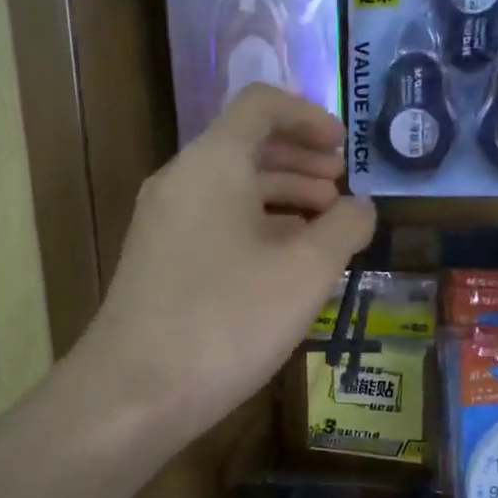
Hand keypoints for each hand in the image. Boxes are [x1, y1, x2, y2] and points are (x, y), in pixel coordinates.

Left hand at [81, 84, 375, 442]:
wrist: (136, 391)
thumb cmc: (229, 319)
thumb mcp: (306, 272)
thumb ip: (345, 227)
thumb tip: (361, 208)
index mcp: (214, 163)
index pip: (261, 106)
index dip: (309, 117)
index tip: (344, 149)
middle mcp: (181, 180)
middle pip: (246, 147)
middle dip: (301, 162)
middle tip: (342, 190)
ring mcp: (163, 223)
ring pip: (231, 189)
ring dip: (282, 197)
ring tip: (324, 228)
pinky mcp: (158, 261)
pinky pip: (214, 222)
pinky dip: (256, 227)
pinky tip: (284, 264)